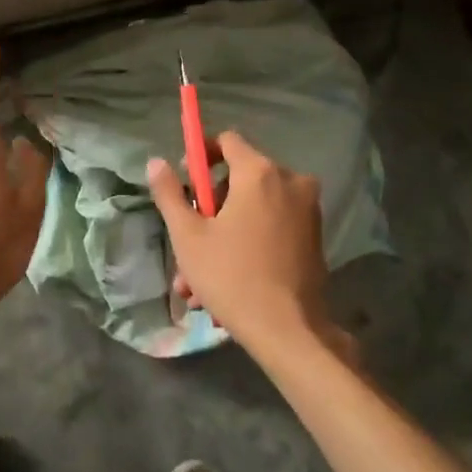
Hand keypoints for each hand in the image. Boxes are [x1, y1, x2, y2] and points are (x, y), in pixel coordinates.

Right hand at [146, 131, 327, 354]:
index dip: (201, 155)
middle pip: (239, 178)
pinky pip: (272, 227)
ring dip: (224, 234)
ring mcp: (307, 209)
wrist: (289, 330)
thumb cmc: (232, 277)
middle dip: (209, 209)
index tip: (185, 182)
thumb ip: (170, 194)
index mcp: (259, 173)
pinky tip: (225, 283)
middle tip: (188, 242)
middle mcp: (290, 181)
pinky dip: (248, 244)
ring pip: (253, 209)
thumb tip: (156, 163)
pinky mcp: (314, 236)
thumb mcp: (188, 236)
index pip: (227, 141)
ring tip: (197, 280)